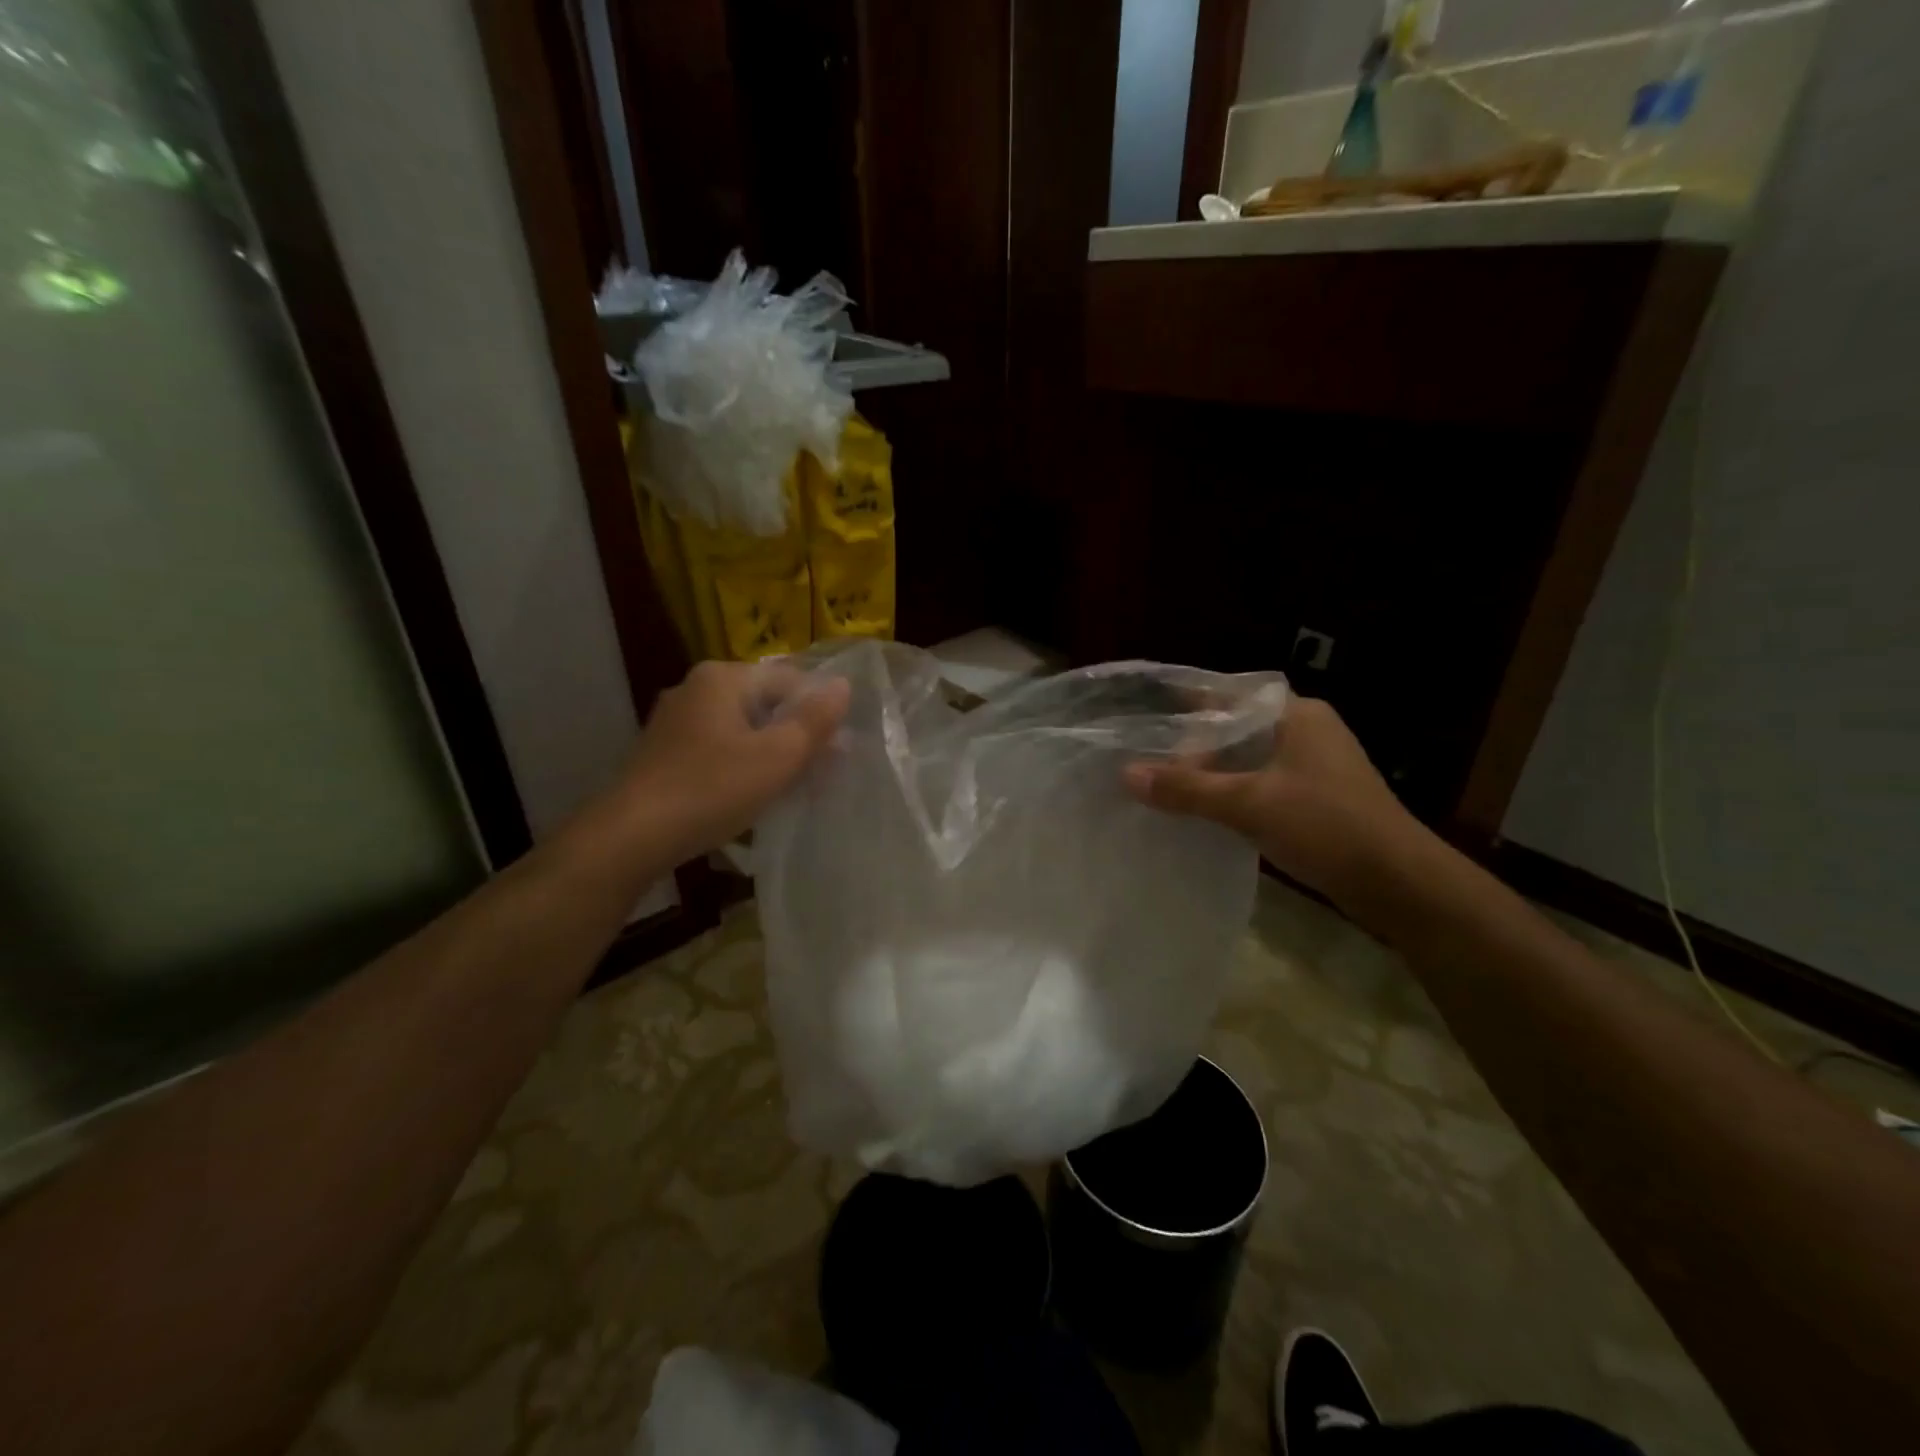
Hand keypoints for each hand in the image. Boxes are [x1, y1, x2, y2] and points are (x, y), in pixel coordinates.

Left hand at [619, 660, 849, 863]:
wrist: (631, 837)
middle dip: (796, 735)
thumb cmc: (712, 789)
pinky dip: (742, 765)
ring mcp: (676, 721)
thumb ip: (815, 720)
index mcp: (722, 678)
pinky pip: (719, 748)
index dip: (820, 712)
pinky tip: (752, 795)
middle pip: (765, 704)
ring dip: (771, 753)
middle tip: (821, 772)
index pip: (791, 680)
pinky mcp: (665, 752)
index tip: (838, 751)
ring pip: (742, 729)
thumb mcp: (777, 756)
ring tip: (793, 787)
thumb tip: (844, 686)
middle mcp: (695, 688)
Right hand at [1124, 697, 1422, 907]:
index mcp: (1296, 714)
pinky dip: (1233, 794)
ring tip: (1165, 787)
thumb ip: (1187, 789)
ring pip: (1248, 759)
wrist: (1398, 883)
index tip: (1146, 719)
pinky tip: (1204, 811)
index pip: (1229, 696)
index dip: (1186, 705)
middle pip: (1235, 729)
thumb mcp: (1249, 804)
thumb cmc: (1326, 826)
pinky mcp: (1317, 797)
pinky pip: (1262, 784)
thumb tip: (1126, 774)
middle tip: (1148, 763)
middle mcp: (1306, 730)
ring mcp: (1314, 765)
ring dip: (1212, 773)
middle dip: (1193, 747)